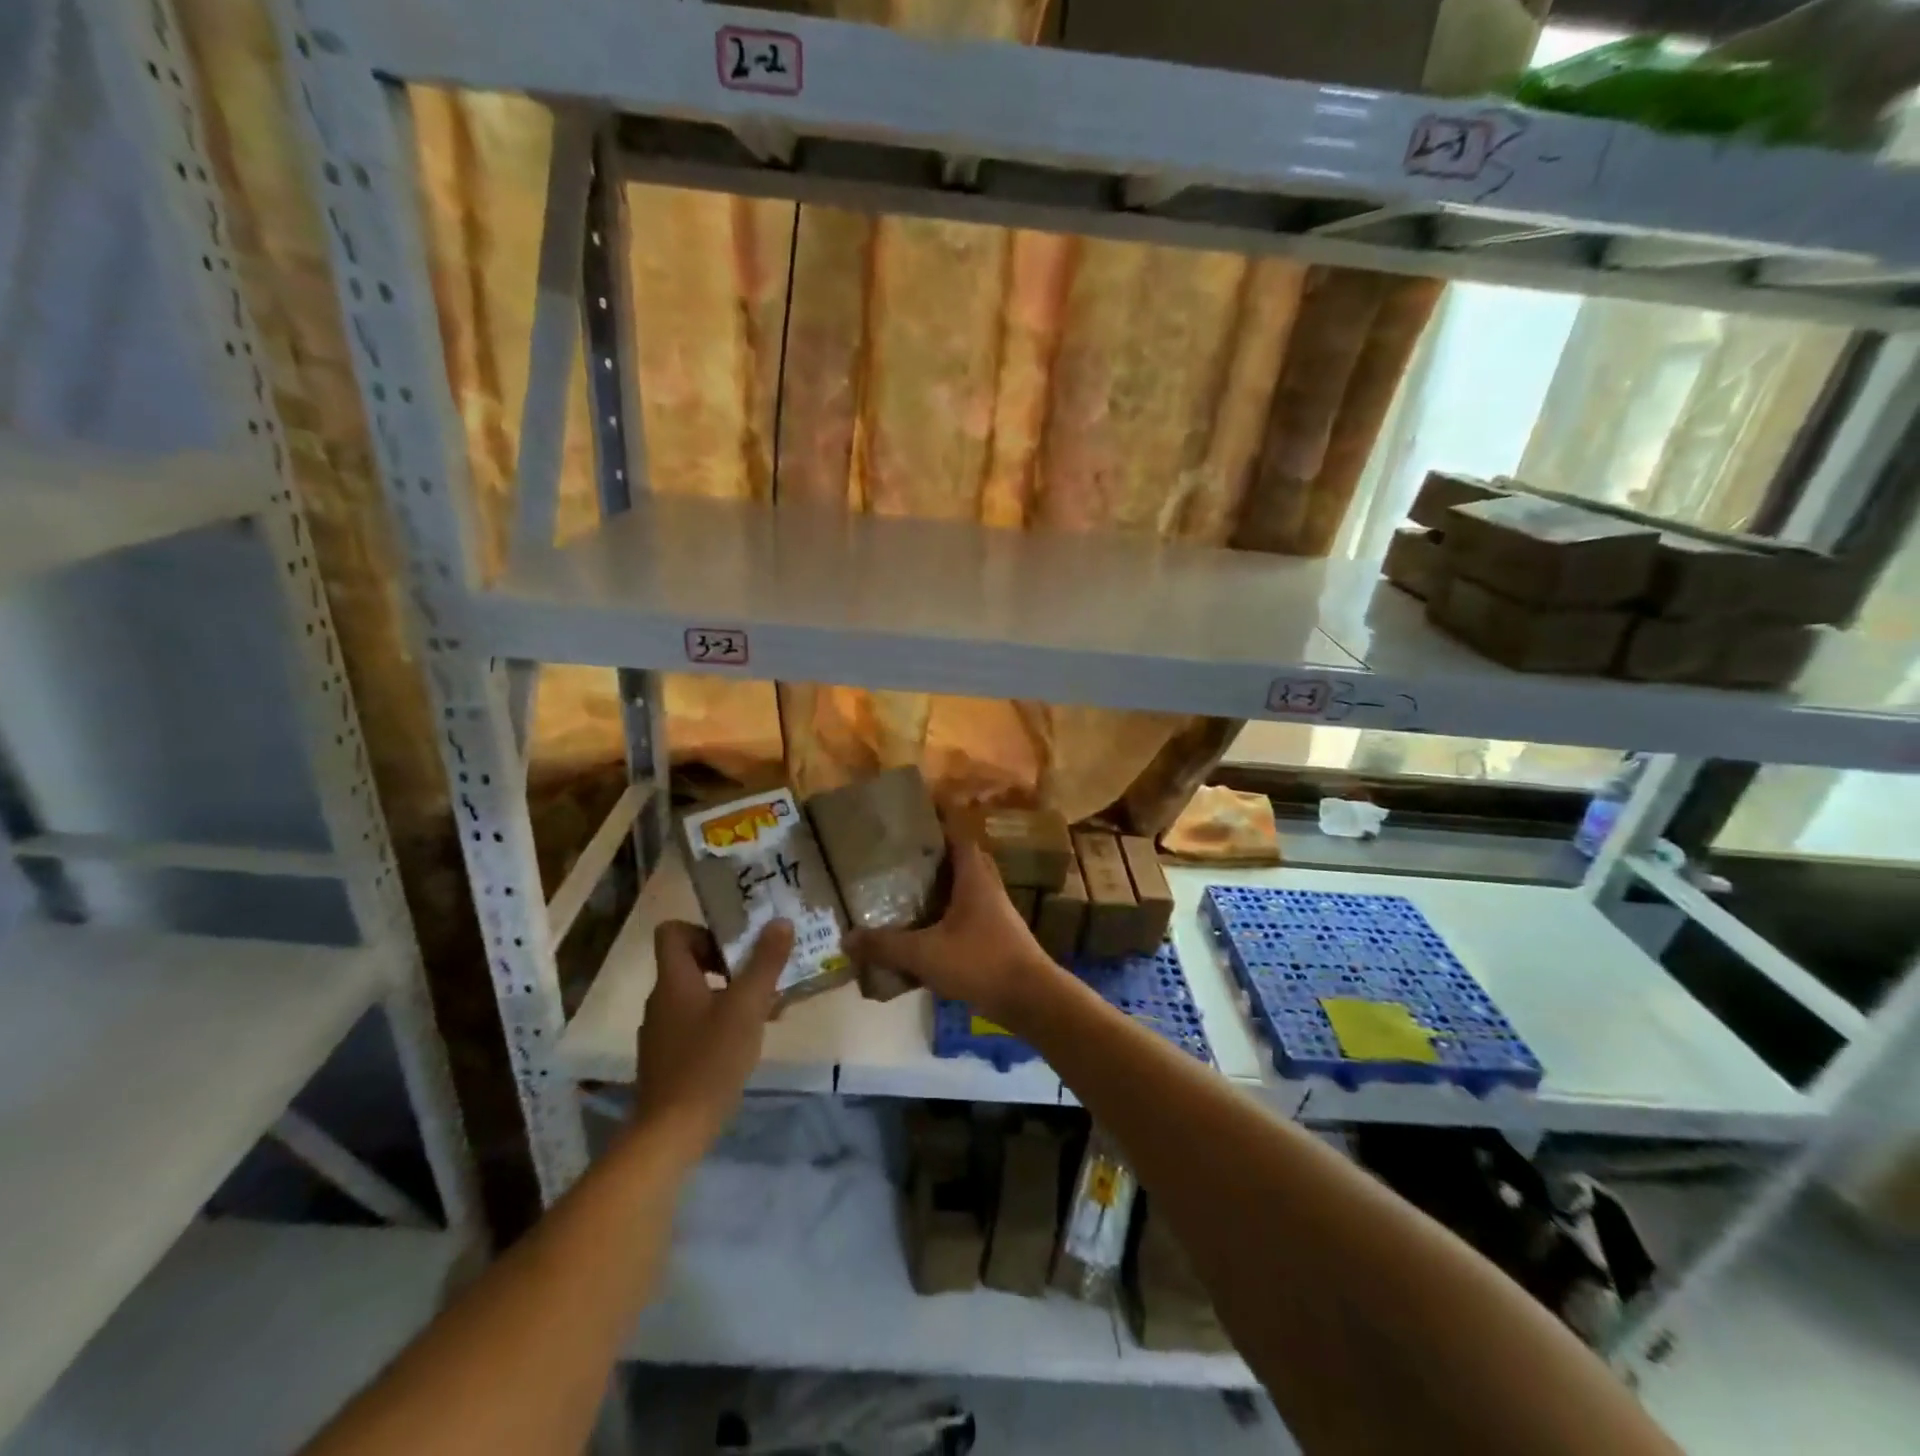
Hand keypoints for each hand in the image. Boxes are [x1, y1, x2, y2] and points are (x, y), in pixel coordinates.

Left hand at [633, 919, 792, 1155]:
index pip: (673, 932)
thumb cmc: (710, 1060)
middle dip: (729, 963)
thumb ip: (765, 963)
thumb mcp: (747, 1006)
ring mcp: (662, 1032)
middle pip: (689, 963)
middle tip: (762, 975)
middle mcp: (661, 1000)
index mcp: (673, 981)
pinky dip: (720, 1022)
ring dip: (729, 994)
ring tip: (764, 1008)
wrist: (672, 1132)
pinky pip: (695, 1024)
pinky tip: (746, 1041)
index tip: (736, 946)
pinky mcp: (668, 1059)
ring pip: (697, 995)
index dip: (703, 930)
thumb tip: (780, 922)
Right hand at [844, 837, 1060, 1028]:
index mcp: (974, 877)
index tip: (915, 814)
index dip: (940, 820)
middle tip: (903, 856)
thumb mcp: (926, 954)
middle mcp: (987, 887)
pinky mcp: (998, 937)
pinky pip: (968, 914)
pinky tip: (926, 933)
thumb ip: (886, 946)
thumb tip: (847, 938)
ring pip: (966, 888)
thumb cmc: (980, 962)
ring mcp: (996, 913)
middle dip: (935, 855)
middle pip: (962, 859)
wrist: (1030, 999)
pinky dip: (948, 915)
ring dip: (942, 887)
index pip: (958, 834)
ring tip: (908, 891)